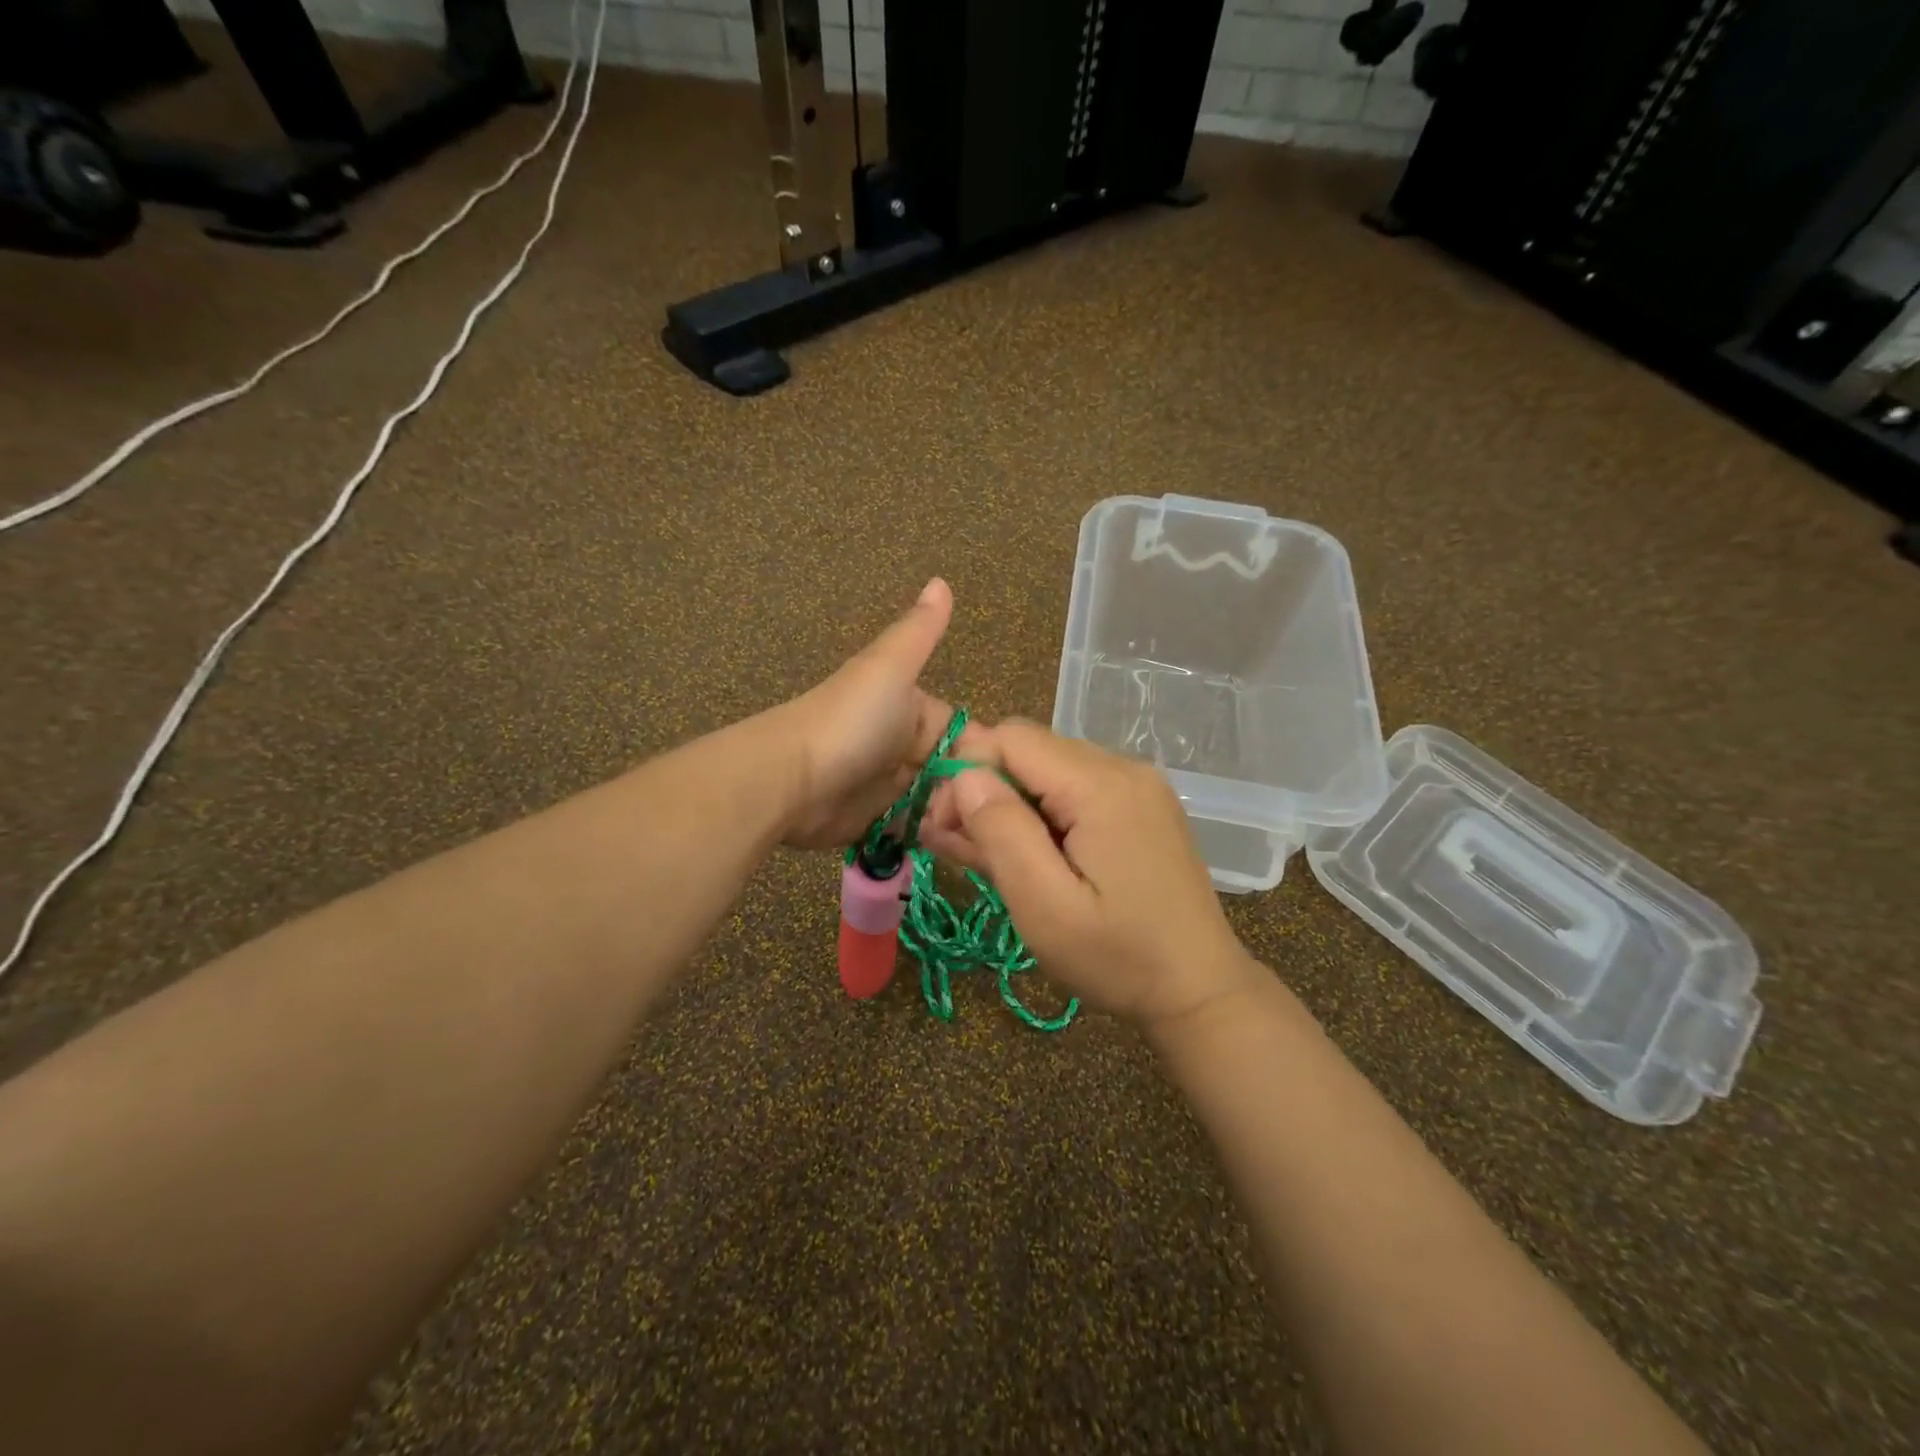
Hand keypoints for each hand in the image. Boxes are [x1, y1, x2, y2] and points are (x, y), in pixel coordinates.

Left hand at [768, 578, 974, 850]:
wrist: (787, 779)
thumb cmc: (848, 721)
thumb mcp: (889, 667)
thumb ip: (920, 631)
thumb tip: (942, 579)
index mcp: (914, 711)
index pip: (966, 736)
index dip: (984, 759)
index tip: (1001, 783)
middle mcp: (905, 748)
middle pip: (955, 775)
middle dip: (967, 796)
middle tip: (977, 820)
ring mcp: (889, 787)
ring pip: (938, 805)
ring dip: (950, 819)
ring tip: (958, 837)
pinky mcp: (874, 822)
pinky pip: (913, 830)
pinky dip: (928, 838)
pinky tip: (942, 848)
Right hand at [920, 722, 1261, 1030]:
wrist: (1201, 990)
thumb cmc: (1117, 957)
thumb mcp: (1045, 906)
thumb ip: (1002, 832)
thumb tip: (964, 775)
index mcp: (1100, 786)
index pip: (1011, 738)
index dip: (966, 772)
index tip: (945, 826)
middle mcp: (1123, 768)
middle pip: (1029, 749)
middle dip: (984, 788)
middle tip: (957, 845)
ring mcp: (1138, 786)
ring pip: (1049, 769)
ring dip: (1011, 804)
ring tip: (985, 856)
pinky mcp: (1142, 806)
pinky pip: (1077, 789)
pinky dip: (1043, 813)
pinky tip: (1029, 853)